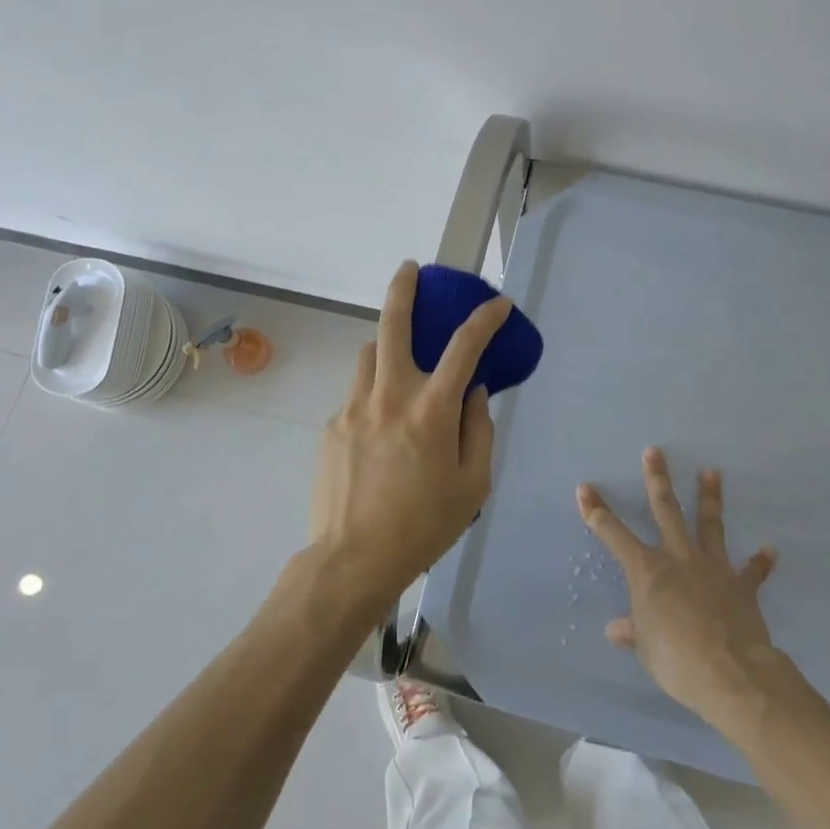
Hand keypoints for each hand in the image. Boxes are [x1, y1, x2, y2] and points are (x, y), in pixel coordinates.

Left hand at [307, 261, 512, 610]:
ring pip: (368, 356)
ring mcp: (354, 408)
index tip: (498, 304)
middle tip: (409, 269)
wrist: (353, 559)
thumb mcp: (473, 484)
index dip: (485, 319)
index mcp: (431, 410)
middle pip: (392, 325)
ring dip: (385, 350)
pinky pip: (356, 397)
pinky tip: (378, 433)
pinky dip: (373, 399)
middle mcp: (389, 396)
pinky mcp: (331, 425)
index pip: (465, 348)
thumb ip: (479, 430)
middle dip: (403, 289)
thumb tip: (475, 393)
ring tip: (398, 368)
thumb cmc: (424, 525)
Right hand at [579, 447, 807, 726]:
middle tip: (654, 451)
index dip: (596, 511)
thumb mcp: (646, 649)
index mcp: (647, 571)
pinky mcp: (741, 585)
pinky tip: (769, 550)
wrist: (732, 673)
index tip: (585, 488)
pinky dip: (760, 562)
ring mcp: (712, 567)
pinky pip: (751, 571)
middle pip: (666, 510)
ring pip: (709, 524)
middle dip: (657, 480)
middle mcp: (678, 558)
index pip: (613, 534)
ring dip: (710, 498)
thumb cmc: (677, 661)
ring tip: (712, 472)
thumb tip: (616, 629)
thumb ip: (633, 633)